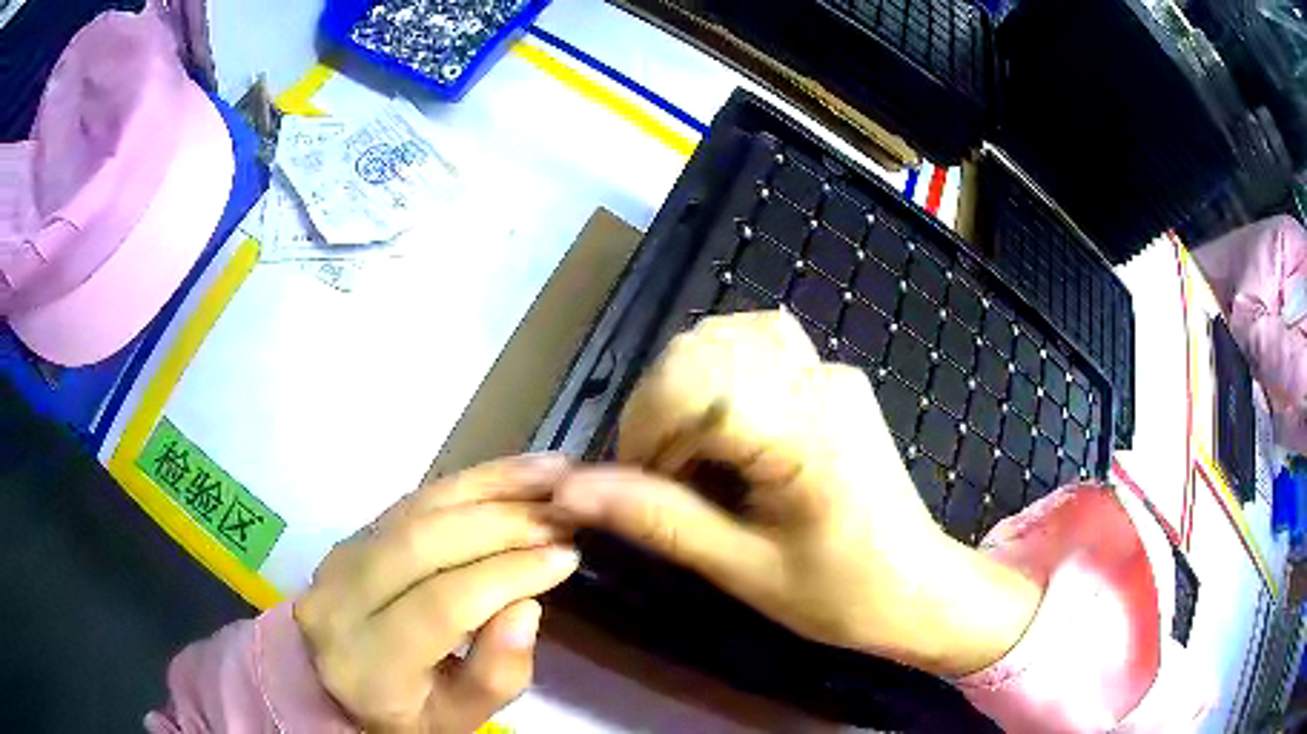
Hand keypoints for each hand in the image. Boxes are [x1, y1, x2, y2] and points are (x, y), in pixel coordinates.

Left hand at [294, 456, 579, 732]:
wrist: (339, 685)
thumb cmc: (407, 713)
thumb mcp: (458, 720)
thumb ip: (496, 676)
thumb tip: (527, 608)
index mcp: (367, 663)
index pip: (441, 606)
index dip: (506, 575)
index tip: (566, 557)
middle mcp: (339, 600)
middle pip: (422, 544)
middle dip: (502, 522)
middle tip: (564, 514)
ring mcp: (339, 558)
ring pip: (417, 508)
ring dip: (489, 486)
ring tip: (552, 472)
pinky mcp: (352, 535)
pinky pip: (413, 500)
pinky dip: (467, 483)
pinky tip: (512, 473)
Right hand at [554, 311, 1039, 676]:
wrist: (917, 586)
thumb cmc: (840, 593)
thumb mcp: (743, 570)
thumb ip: (658, 520)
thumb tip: (570, 492)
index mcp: (806, 435)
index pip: (694, 384)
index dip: (645, 427)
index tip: (638, 484)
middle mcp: (820, 382)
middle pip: (701, 349)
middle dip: (658, 410)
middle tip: (663, 477)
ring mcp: (831, 372)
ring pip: (725, 336)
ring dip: (685, 388)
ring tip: (692, 454)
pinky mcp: (832, 378)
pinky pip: (758, 343)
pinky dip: (719, 372)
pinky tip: (723, 425)